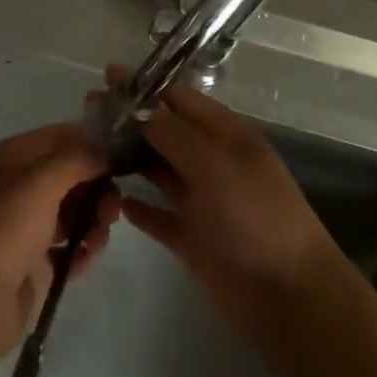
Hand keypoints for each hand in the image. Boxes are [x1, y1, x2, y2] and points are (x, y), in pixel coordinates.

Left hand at [0, 123, 120, 364]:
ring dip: (94, 220)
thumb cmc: (5, 226)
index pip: (61, 136)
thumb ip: (78, 158)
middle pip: (71, 175)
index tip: (121, 158)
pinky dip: (82, 250)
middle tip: (113, 208)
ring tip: (99, 237)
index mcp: (14, 157)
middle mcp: (20, 186)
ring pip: (74, 211)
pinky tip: (86, 258)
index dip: (91, 143)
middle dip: (97, 187)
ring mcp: (27, 226)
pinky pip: (69, 248)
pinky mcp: (35, 264)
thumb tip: (105, 152)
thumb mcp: (42, 179)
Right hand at [107, 69, 345, 341]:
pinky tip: (114, 201)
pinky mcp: (193, 239)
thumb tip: (136, 104)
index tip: (107, 77)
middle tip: (88, 111)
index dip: (144, 87)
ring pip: (159, 170)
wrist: (288, 298)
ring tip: (90, 149)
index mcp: (224, 133)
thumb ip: (173, 132)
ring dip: (129, 158)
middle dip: (130, 119)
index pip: (179, 97)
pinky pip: (160, 216)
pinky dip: (139, 208)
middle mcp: (211, 160)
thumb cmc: (254, 216)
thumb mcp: (214, 164)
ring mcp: (202, 200)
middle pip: (164, 130)